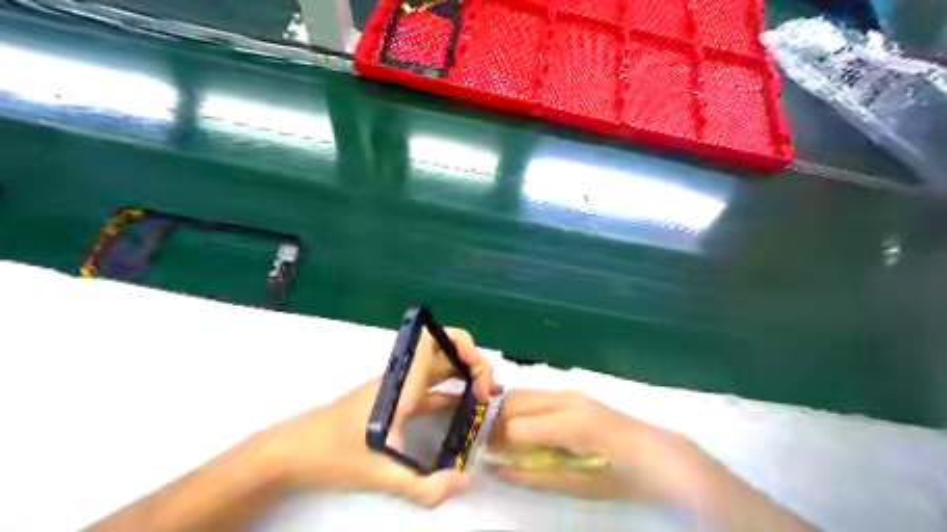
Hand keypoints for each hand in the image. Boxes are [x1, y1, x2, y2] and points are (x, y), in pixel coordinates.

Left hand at [252, 328, 501, 507]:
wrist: (294, 452)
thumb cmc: (333, 453)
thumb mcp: (379, 473)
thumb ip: (423, 486)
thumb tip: (463, 483)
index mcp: (401, 382)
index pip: (434, 340)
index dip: (464, 347)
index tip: (479, 379)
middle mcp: (403, 377)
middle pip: (444, 349)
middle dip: (472, 363)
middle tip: (490, 390)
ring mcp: (399, 388)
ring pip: (439, 368)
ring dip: (464, 376)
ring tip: (486, 397)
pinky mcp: (395, 401)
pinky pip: (430, 389)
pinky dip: (450, 394)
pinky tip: (462, 412)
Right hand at [489, 392, 717, 506]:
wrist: (658, 455)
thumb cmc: (621, 476)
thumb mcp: (577, 486)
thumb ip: (533, 476)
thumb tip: (497, 468)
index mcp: (571, 424)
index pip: (516, 427)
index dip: (497, 445)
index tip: (490, 459)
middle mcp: (566, 399)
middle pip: (512, 401)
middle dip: (496, 425)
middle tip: (495, 449)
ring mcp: (569, 392)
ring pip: (520, 393)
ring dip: (507, 414)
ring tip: (510, 440)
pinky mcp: (572, 393)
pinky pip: (535, 395)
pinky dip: (521, 409)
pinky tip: (528, 429)